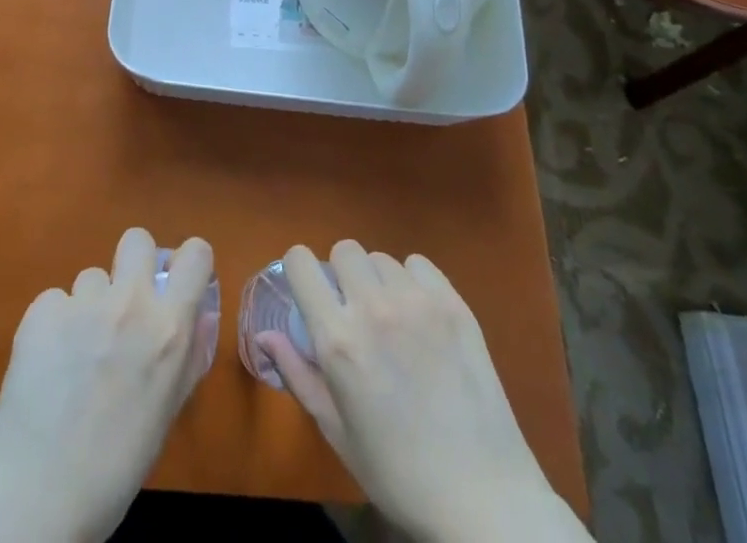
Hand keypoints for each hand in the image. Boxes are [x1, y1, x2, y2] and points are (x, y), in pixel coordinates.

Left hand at [0, 228, 215, 542]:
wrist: (39, 493)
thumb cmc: (116, 466)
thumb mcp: (166, 410)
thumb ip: (184, 355)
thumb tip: (194, 318)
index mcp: (170, 327)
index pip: (196, 253)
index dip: (188, 263)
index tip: (178, 281)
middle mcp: (131, 302)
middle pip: (136, 239)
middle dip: (132, 264)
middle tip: (123, 305)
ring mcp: (84, 301)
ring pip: (92, 277)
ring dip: (89, 305)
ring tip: (77, 354)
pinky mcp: (43, 308)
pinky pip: (55, 300)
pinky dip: (54, 325)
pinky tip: (47, 363)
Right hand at [257, 241, 587, 542]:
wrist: (483, 497)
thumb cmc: (398, 472)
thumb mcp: (336, 431)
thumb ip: (296, 374)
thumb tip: (263, 335)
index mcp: (337, 339)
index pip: (301, 262)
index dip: (301, 270)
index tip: (310, 290)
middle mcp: (372, 308)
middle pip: (344, 249)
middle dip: (342, 274)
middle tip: (355, 311)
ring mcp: (416, 302)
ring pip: (382, 258)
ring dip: (379, 280)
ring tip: (393, 319)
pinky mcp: (453, 303)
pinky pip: (419, 264)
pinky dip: (413, 281)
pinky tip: (422, 316)